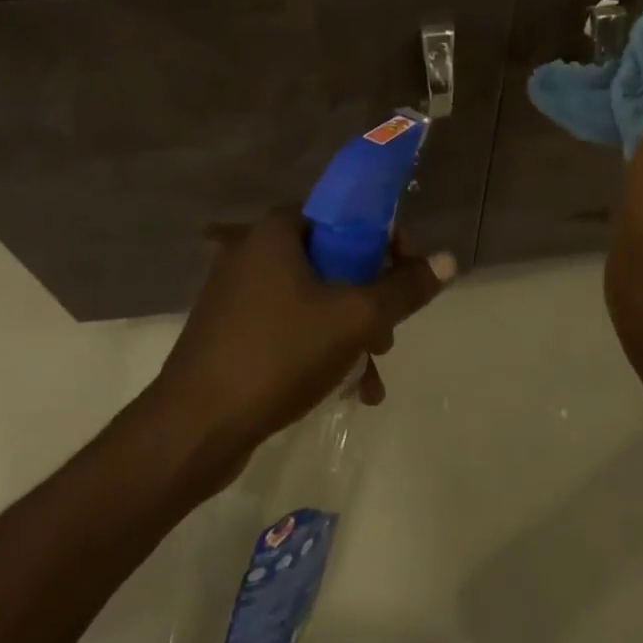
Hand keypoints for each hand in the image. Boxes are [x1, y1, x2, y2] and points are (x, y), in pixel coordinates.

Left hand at [150, 212, 455, 472]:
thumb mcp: (354, 318)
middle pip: (333, 258)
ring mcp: (239, 293)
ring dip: (351, 330)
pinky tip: (348, 390)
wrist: (195, 428)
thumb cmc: (279, 354)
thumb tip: (448, 260)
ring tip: (373, 372)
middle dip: (371, 297)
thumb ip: (404, 288)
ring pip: (315, 298)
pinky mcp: (232, 331)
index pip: (345, 214)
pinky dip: (321, 347)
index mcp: (277, 230)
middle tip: (389, 334)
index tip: (408, 274)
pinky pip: (291, 325)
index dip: (385, 240)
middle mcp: (254, 250)